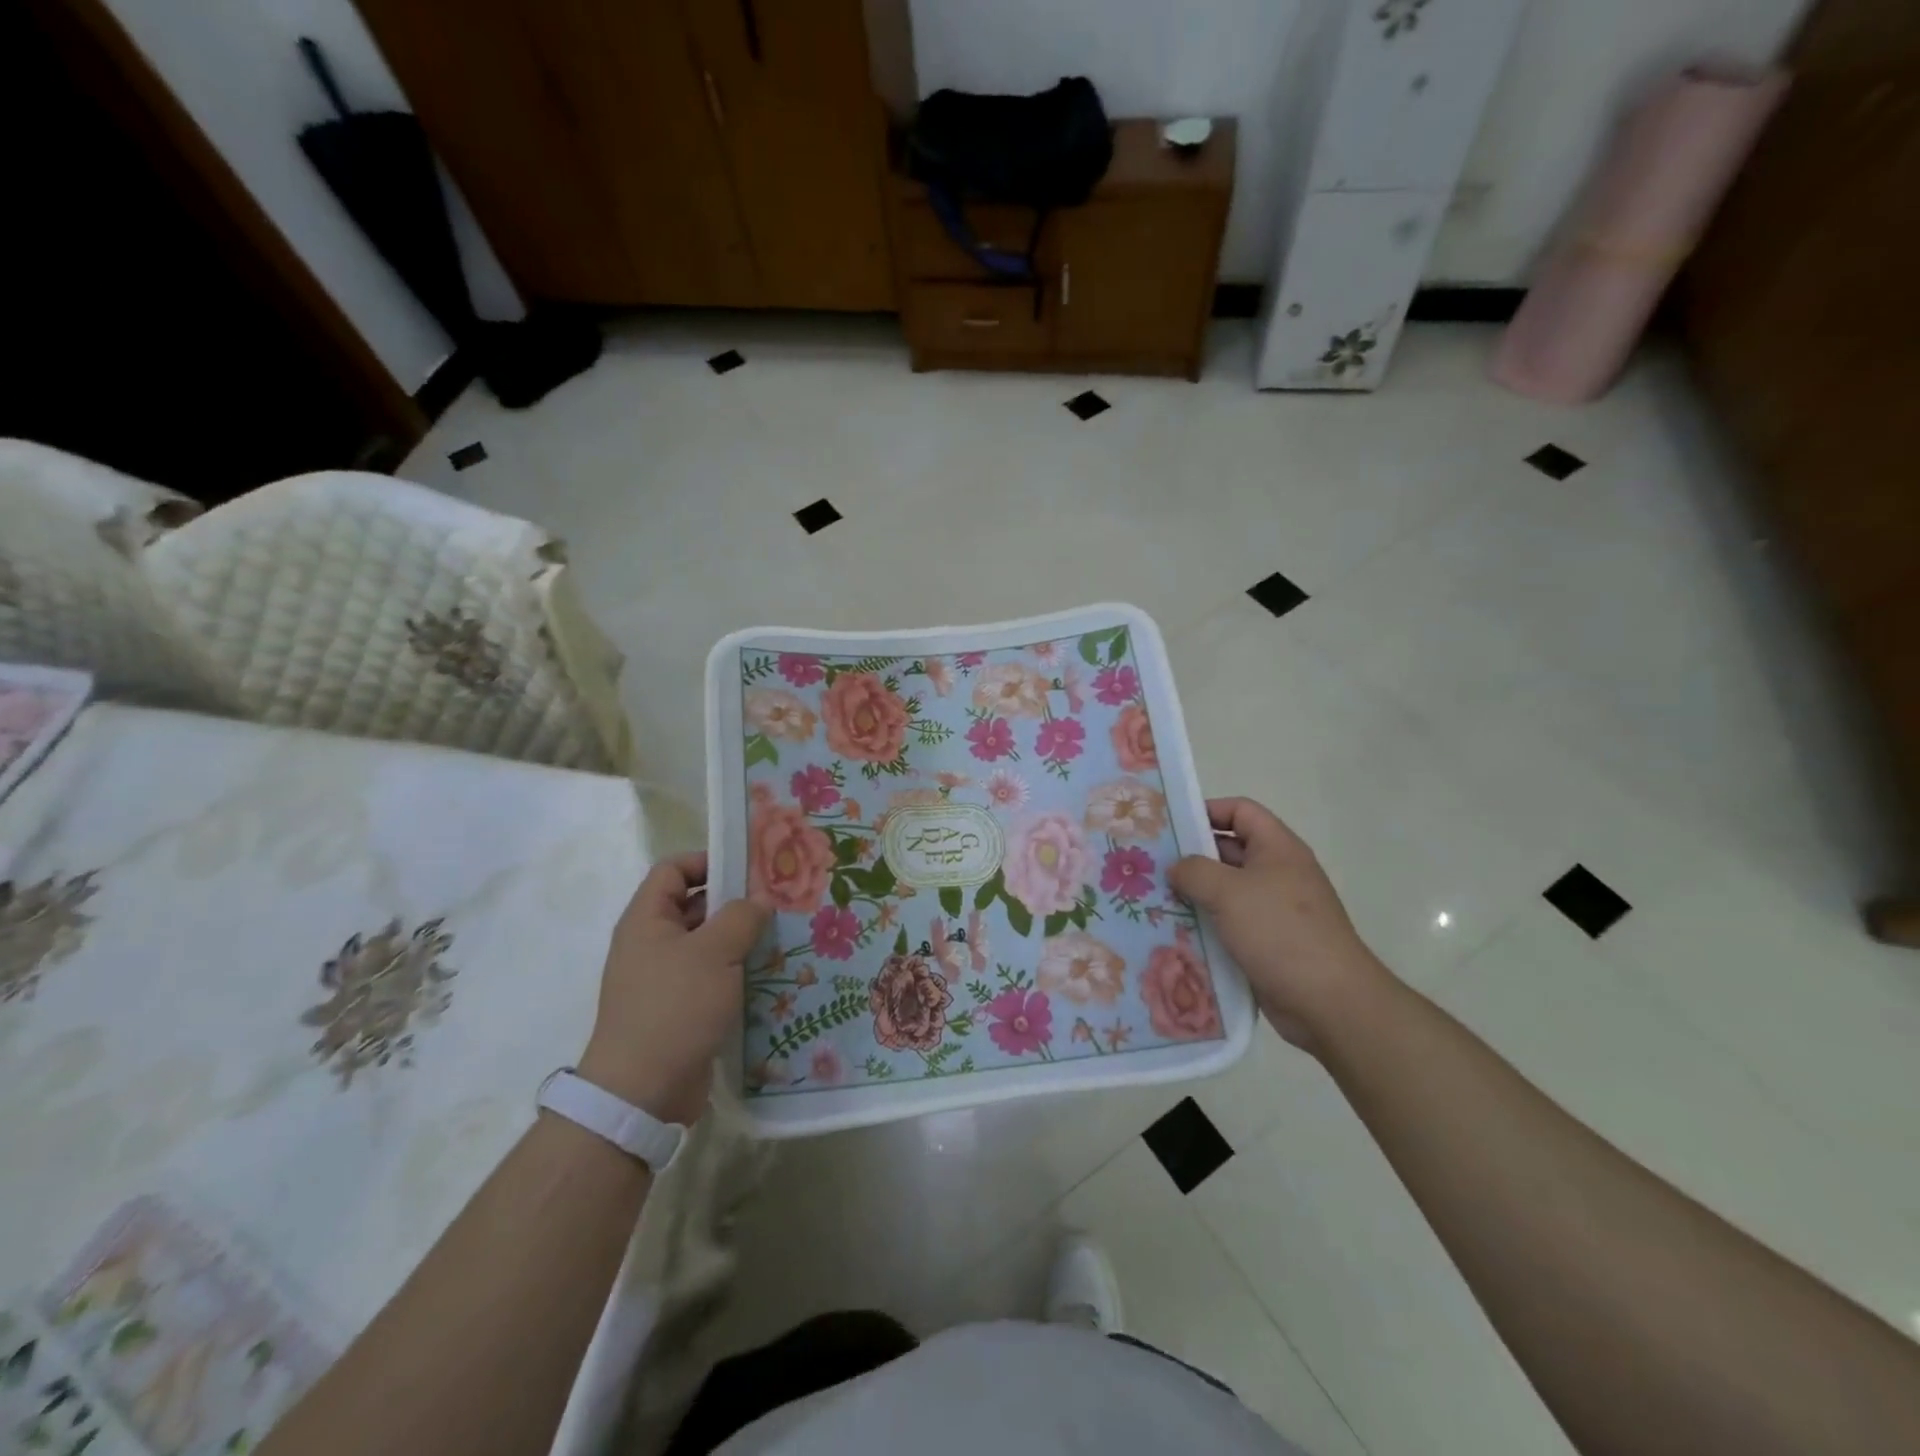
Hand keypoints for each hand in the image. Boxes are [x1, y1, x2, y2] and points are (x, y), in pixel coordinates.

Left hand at [578, 852, 768, 1124]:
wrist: (642, 1093)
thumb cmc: (675, 1007)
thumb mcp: (714, 952)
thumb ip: (741, 916)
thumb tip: (759, 901)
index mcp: (647, 920)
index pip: (673, 869)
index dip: (707, 860)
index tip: (748, 868)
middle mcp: (651, 944)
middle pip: (694, 905)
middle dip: (735, 901)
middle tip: (779, 901)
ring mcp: (664, 979)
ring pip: (707, 944)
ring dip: (741, 939)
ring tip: (783, 935)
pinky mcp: (680, 1010)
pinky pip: (711, 977)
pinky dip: (737, 972)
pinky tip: (771, 974)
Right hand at [1169, 798, 1392, 1051]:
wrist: (1330, 1002)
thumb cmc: (1280, 932)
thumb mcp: (1229, 891)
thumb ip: (1194, 870)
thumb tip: (1176, 867)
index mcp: (1277, 848)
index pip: (1241, 811)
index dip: (1207, 811)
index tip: (1171, 826)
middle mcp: (1278, 873)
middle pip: (1229, 851)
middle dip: (1191, 857)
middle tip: (1150, 865)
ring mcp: (1274, 910)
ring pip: (1225, 891)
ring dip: (1194, 895)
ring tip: (1154, 900)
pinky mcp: (1268, 943)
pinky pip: (1229, 924)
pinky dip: (1205, 926)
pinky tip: (1174, 934)